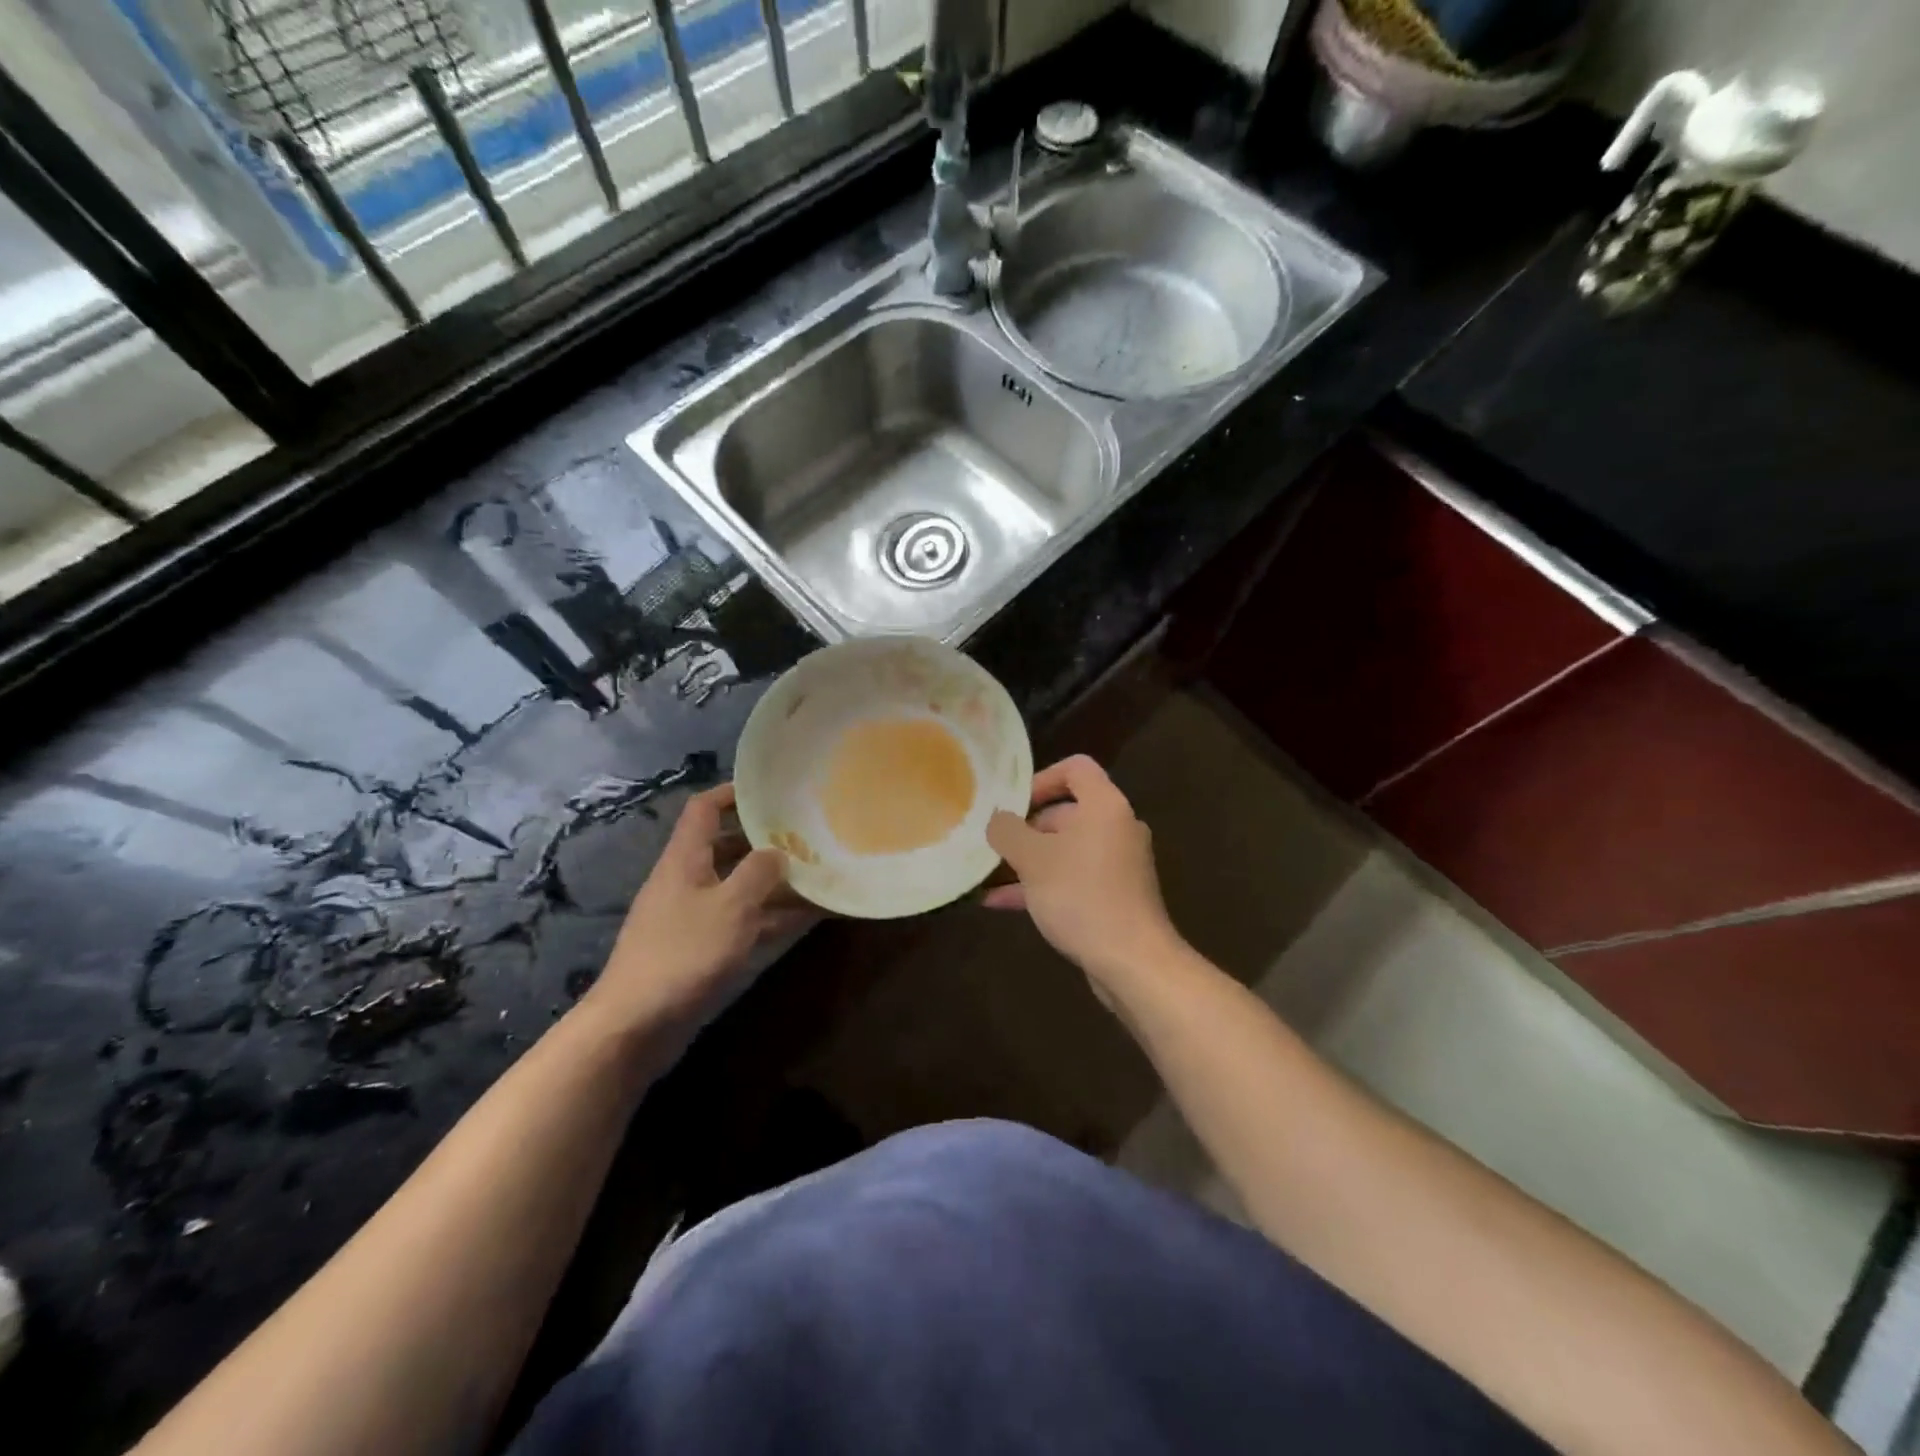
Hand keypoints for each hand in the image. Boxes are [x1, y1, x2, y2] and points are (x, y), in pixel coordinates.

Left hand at [586, 784, 806, 1036]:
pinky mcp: (698, 949)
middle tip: (805, 836)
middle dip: (764, 840)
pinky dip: (769, 916)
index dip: (732, 793)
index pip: (704, 809)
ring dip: (773, 882)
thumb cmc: (683, 953)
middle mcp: (686, 881)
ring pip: (737, 887)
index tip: (769, 791)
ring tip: (818, 876)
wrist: (633, 1025)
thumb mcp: (731, 906)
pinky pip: (740, 920)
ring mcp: (691, 916)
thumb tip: (776, 852)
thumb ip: (759, 873)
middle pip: (725, 847)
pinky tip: (805, 918)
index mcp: (684, 860)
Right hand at [985, 756, 1182, 987]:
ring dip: (1028, 860)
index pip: (1075, 768)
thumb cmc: (1081, 896)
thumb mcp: (1033, 859)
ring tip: (988, 874)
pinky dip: (1042, 884)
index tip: (1013, 805)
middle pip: (1066, 812)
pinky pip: (1073, 878)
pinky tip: (1002, 903)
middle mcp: (1116, 828)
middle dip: (1026, 828)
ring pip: (1066, 850)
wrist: (1132, 962)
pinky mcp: (1114, 896)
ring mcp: (1118, 864)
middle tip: (994, 845)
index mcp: (1105, 806)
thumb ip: (1008, 831)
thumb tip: (997, 820)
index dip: (1041, 778)